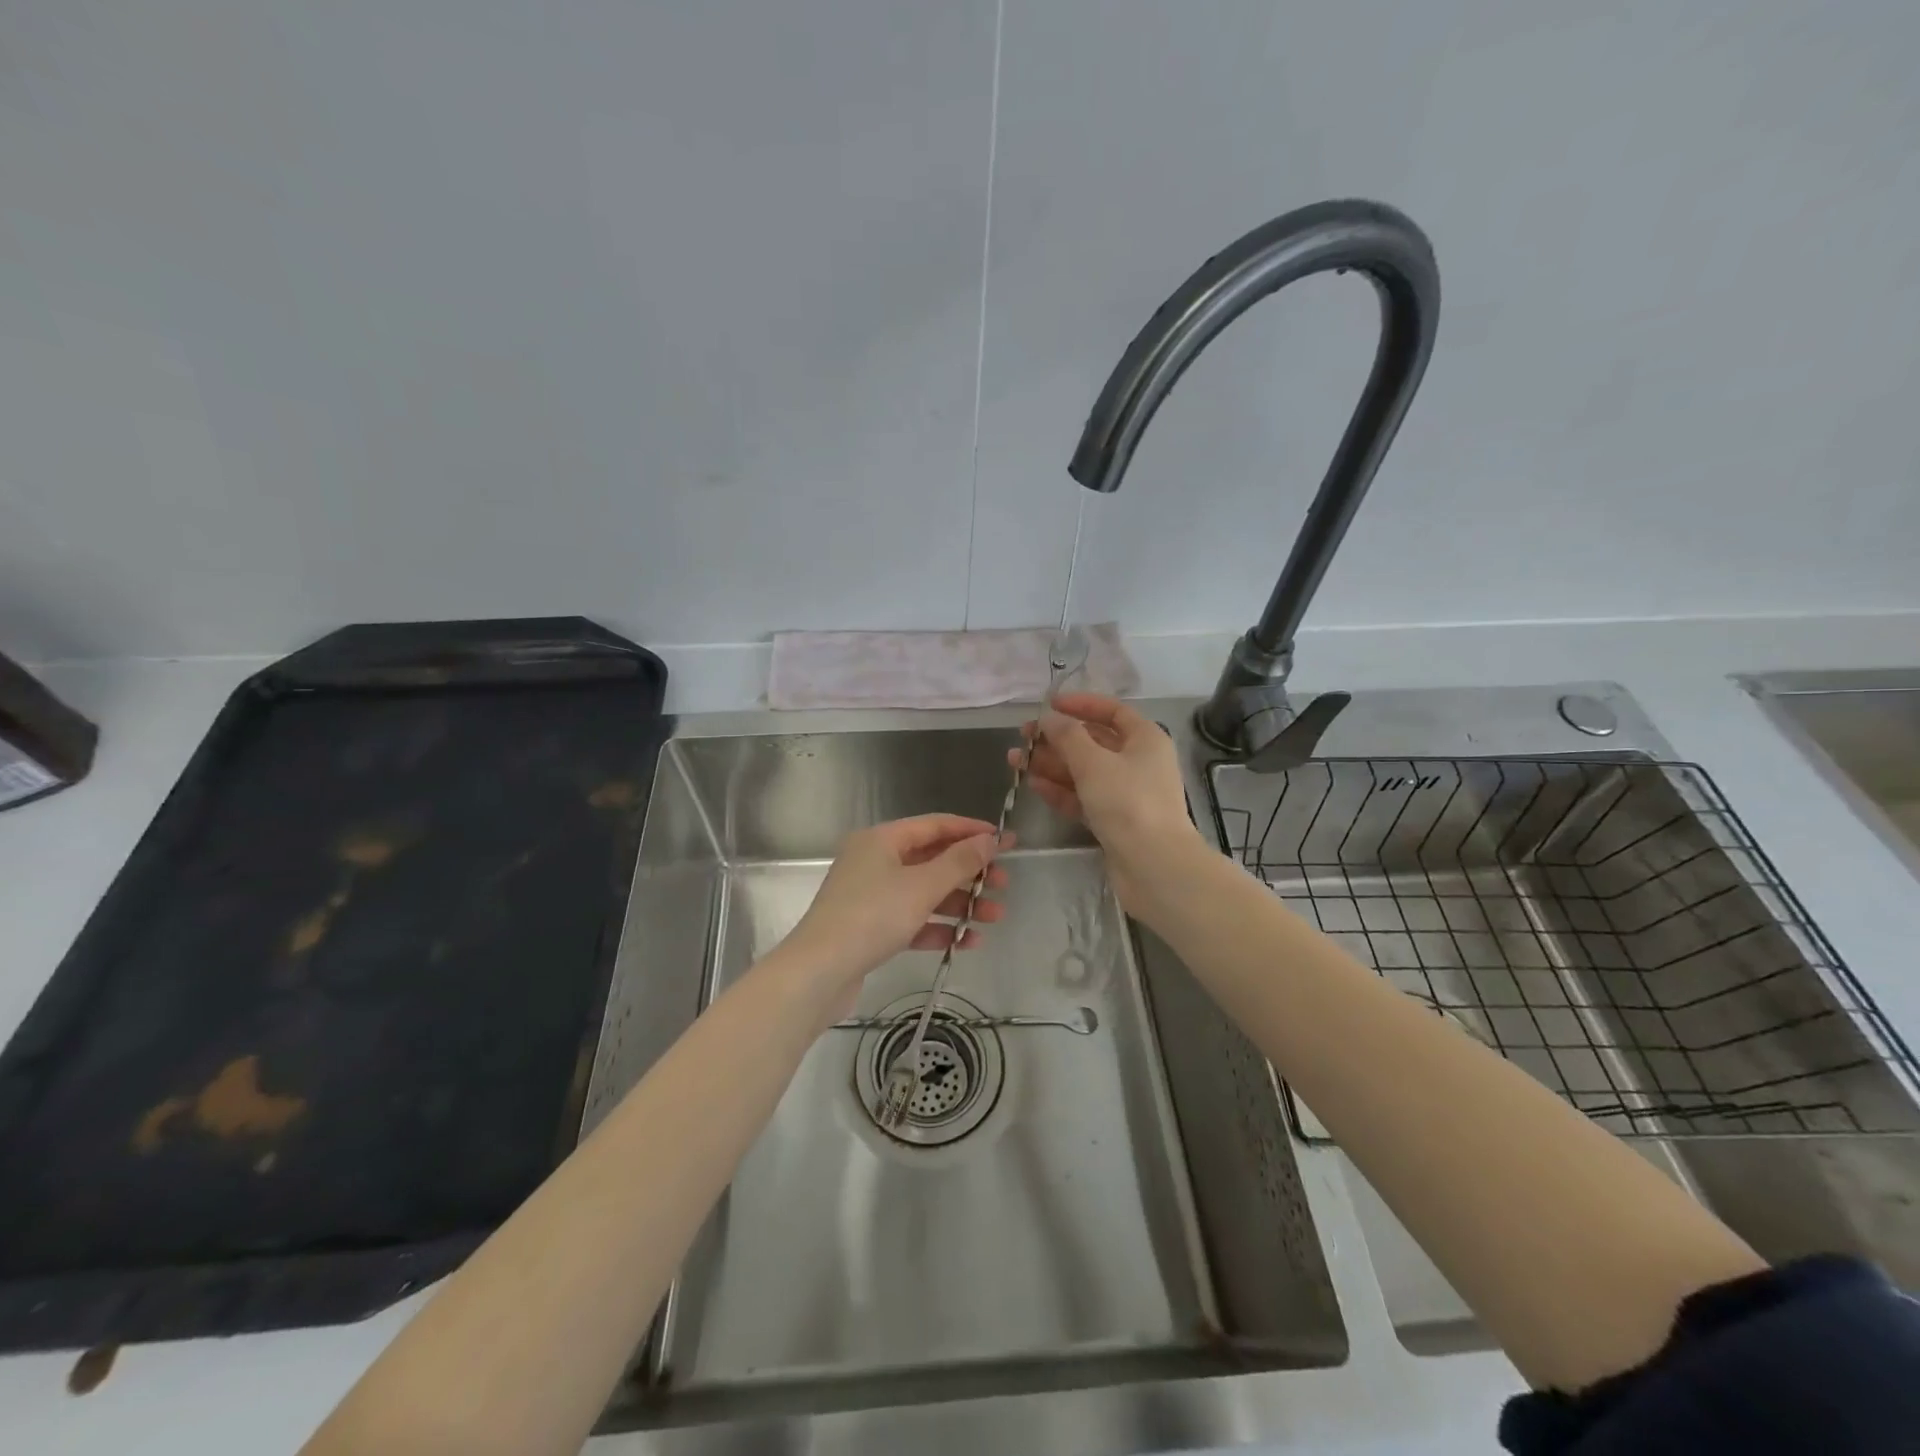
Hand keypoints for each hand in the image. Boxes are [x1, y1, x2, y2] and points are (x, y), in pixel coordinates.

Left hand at [783, 814, 1009, 1011]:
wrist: (818, 972)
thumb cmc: (873, 916)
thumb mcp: (922, 886)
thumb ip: (959, 862)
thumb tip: (990, 839)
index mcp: (882, 840)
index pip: (935, 825)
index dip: (971, 831)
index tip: (1005, 840)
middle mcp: (875, 861)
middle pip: (931, 859)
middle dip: (969, 873)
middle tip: (1003, 884)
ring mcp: (870, 895)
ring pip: (924, 892)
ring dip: (960, 904)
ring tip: (994, 918)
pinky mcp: (869, 928)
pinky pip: (912, 920)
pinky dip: (938, 928)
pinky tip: (967, 942)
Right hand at [1011, 693, 1201, 915]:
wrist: (1153, 866)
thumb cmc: (1128, 802)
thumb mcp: (1094, 762)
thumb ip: (1067, 736)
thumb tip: (1049, 719)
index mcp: (1145, 739)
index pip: (1112, 711)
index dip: (1080, 704)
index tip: (1049, 705)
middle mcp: (1138, 762)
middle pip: (1093, 742)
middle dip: (1056, 739)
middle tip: (1022, 737)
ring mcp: (1126, 793)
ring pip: (1084, 771)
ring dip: (1051, 764)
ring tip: (1015, 761)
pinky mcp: (1114, 820)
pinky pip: (1083, 797)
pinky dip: (1060, 790)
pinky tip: (1033, 785)